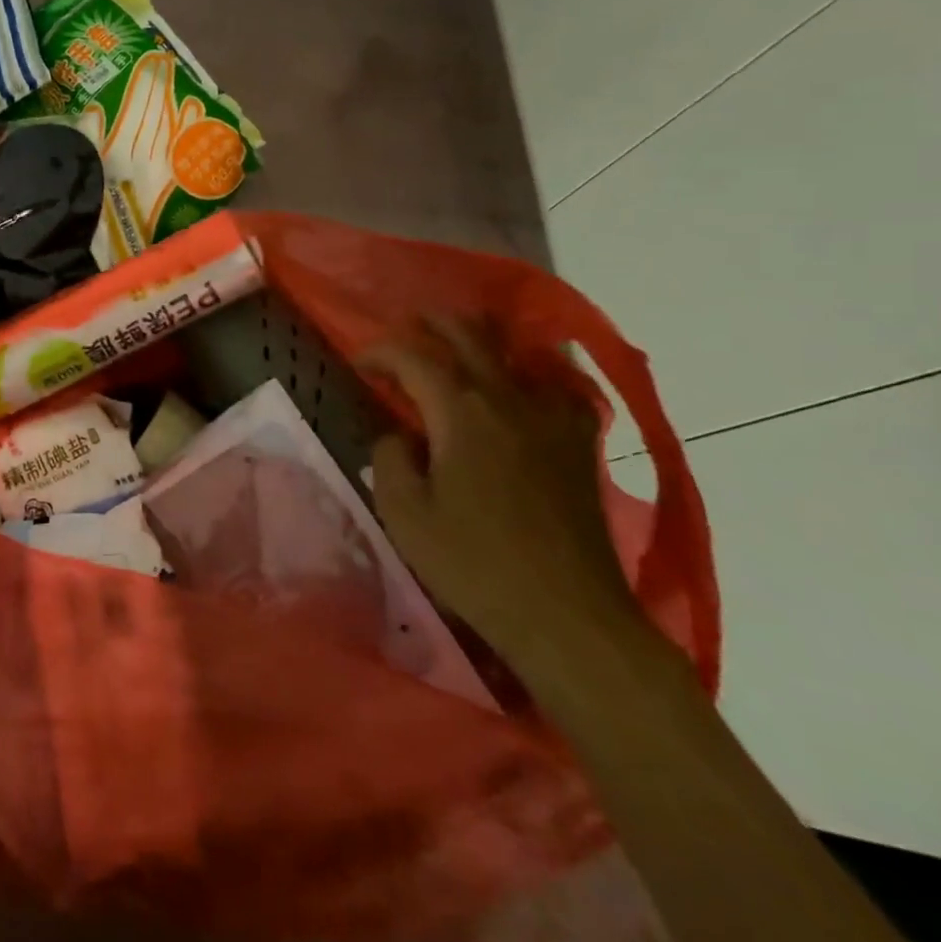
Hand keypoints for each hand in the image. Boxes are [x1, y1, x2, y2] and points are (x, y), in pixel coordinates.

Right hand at [360, 317, 645, 671]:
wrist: (568, 616)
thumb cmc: (473, 564)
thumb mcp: (403, 512)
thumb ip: (390, 457)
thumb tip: (402, 436)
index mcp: (462, 412)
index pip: (414, 356)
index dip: (381, 351)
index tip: (360, 363)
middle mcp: (509, 400)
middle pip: (470, 336)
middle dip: (432, 324)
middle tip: (405, 329)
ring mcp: (552, 419)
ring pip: (517, 352)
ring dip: (481, 341)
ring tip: (459, 347)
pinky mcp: (581, 445)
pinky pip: (558, 388)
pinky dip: (534, 374)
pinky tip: (523, 389)